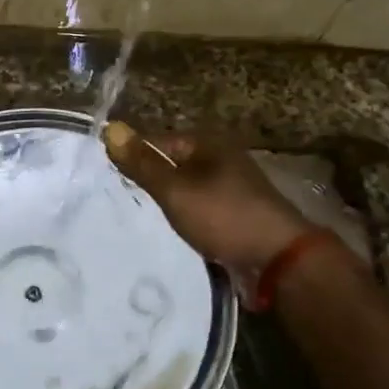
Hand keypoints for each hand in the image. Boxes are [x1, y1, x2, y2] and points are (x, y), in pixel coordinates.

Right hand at [103, 122, 308, 275]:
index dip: (135, 158)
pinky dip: (187, 214)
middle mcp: (223, 158)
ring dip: (169, 200)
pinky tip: (176, 228)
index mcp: (209, 144)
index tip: (113, 180)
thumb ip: (142, 163)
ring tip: (148, 217)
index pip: (158, 141)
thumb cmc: (223, 217)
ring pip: (187, 187)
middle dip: (151, 180)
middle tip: (127, 201)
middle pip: (173, 163)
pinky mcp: (238, 212)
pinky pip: (201, 206)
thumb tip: (110, 128)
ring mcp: (233, 186)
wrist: (279, 259)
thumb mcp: (175, 190)